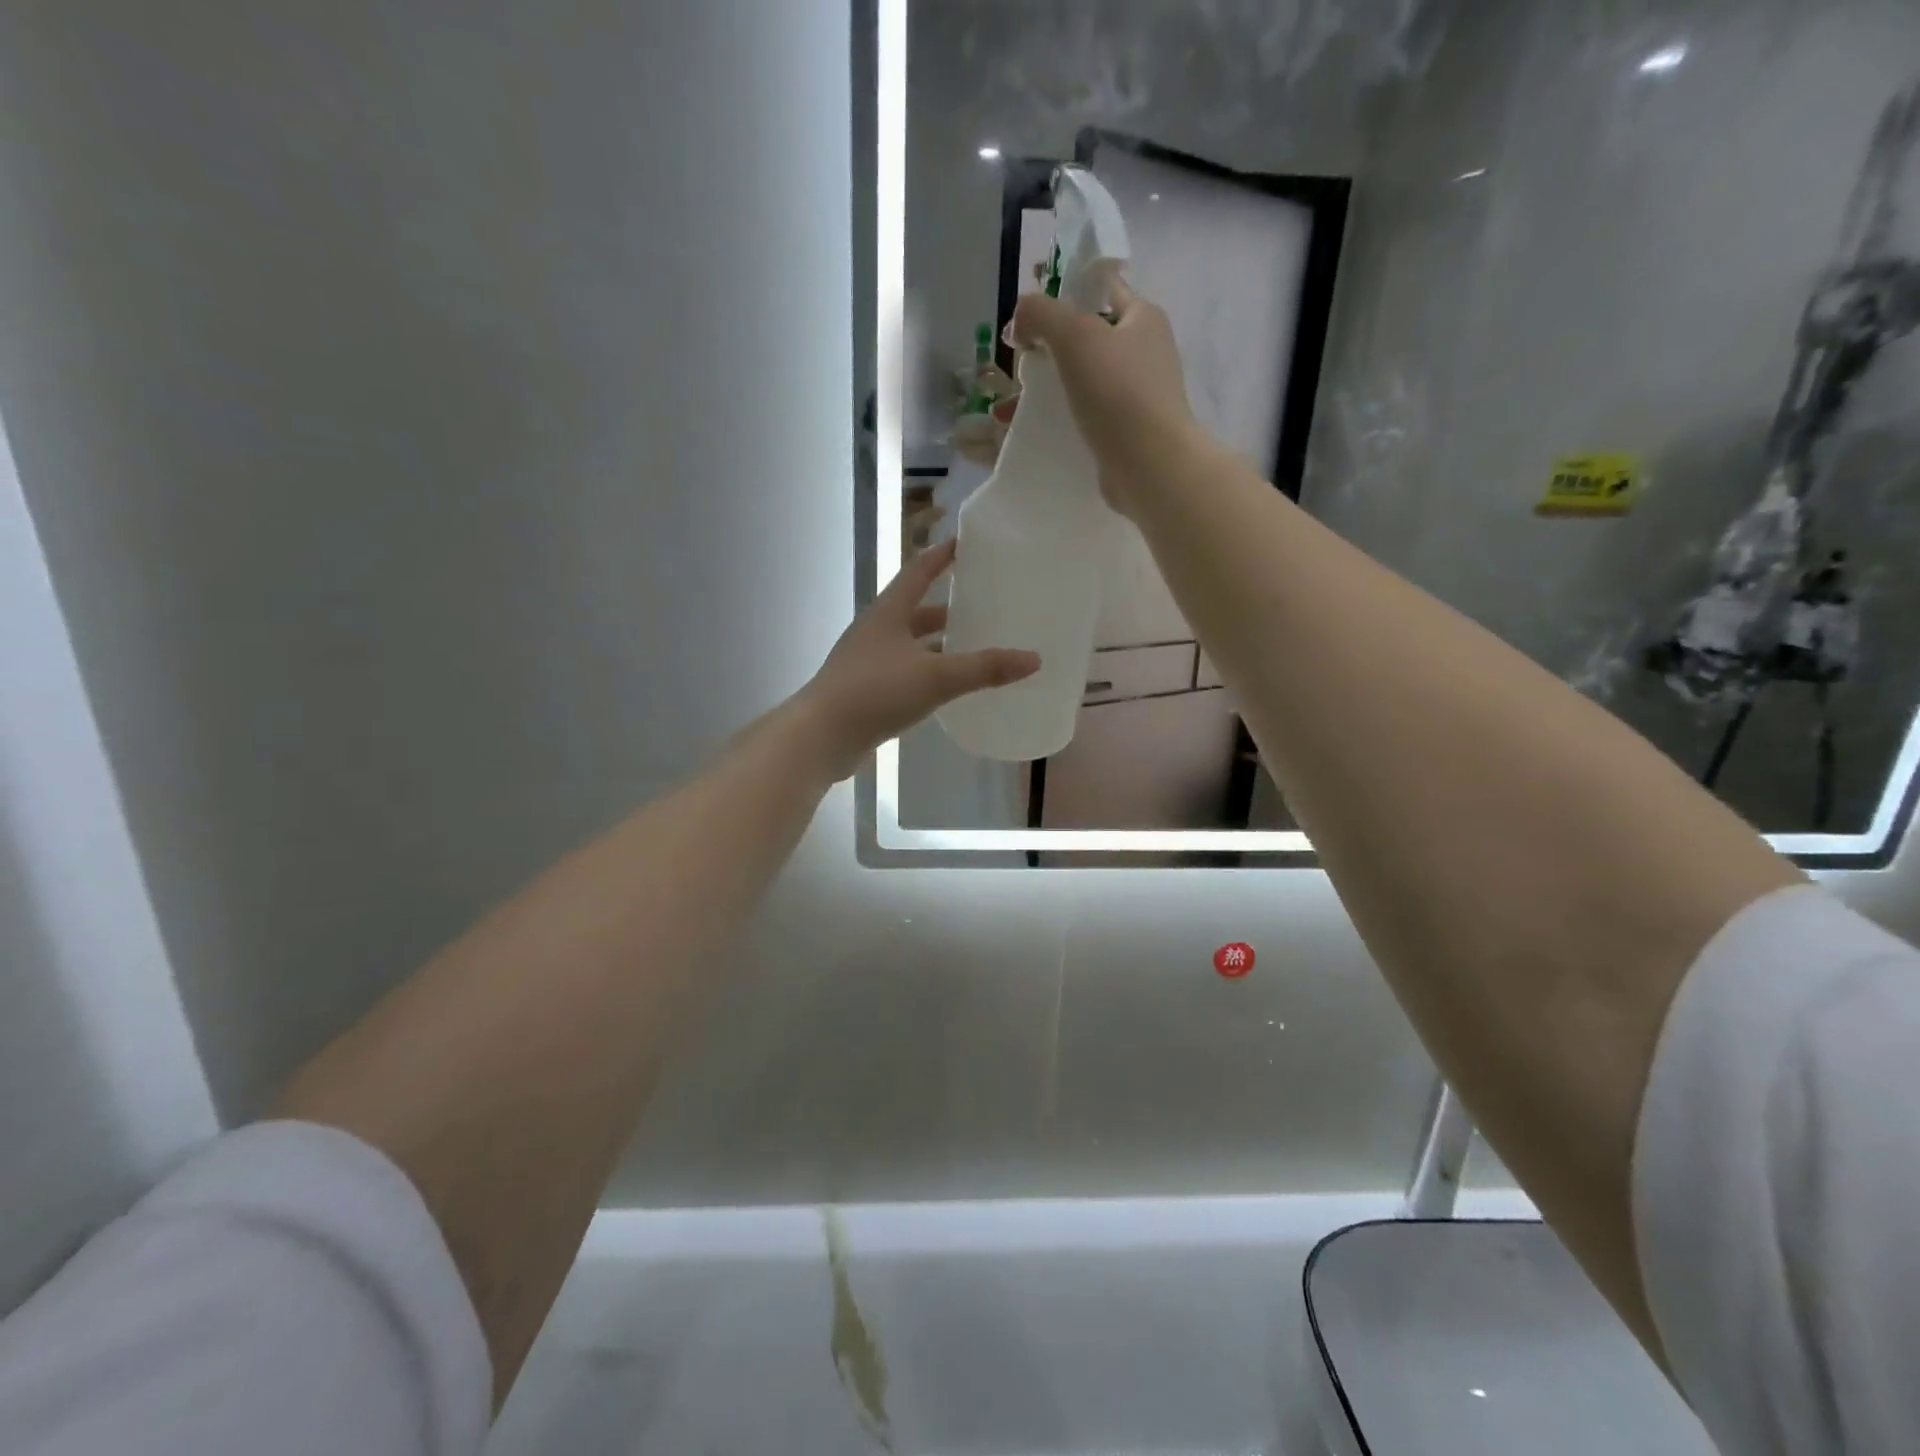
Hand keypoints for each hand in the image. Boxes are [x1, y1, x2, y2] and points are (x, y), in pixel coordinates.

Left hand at [793, 539, 1040, 780]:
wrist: (820, 737)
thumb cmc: (875, 692)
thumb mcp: (935, 677)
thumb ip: (984, 668)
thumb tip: (1034, 659)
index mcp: (888, 612)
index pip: (919, 571)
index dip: (942, 555)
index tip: (967, 544)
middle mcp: (877, 631)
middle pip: (916, 608)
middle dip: (948, 605)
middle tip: (983, 602)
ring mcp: (869, 662)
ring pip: (911, 643)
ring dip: (939, 642)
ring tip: (974, 644)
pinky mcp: (867, 691)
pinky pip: (906, 672)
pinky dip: (928, 672)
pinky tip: (948, 686)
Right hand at [1009, 280, 1204, 516]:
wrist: (1150, 465)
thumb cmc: (1117, 392)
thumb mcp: (1074, 335)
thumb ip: (1041, 314)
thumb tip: (1019, 318)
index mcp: (1144, 317)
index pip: (1101, 290)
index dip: (1064, 296)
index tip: (1030, 321)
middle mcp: (1147, 351)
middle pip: (1091, 337)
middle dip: (1053, 348)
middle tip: (1022, 364)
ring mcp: (1140, 394)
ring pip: (1087, 379)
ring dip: (1054, 386)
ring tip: (1018, 403)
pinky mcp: (1129, 430)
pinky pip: (1090, 414)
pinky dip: (1065, 417)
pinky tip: (1041, 427)